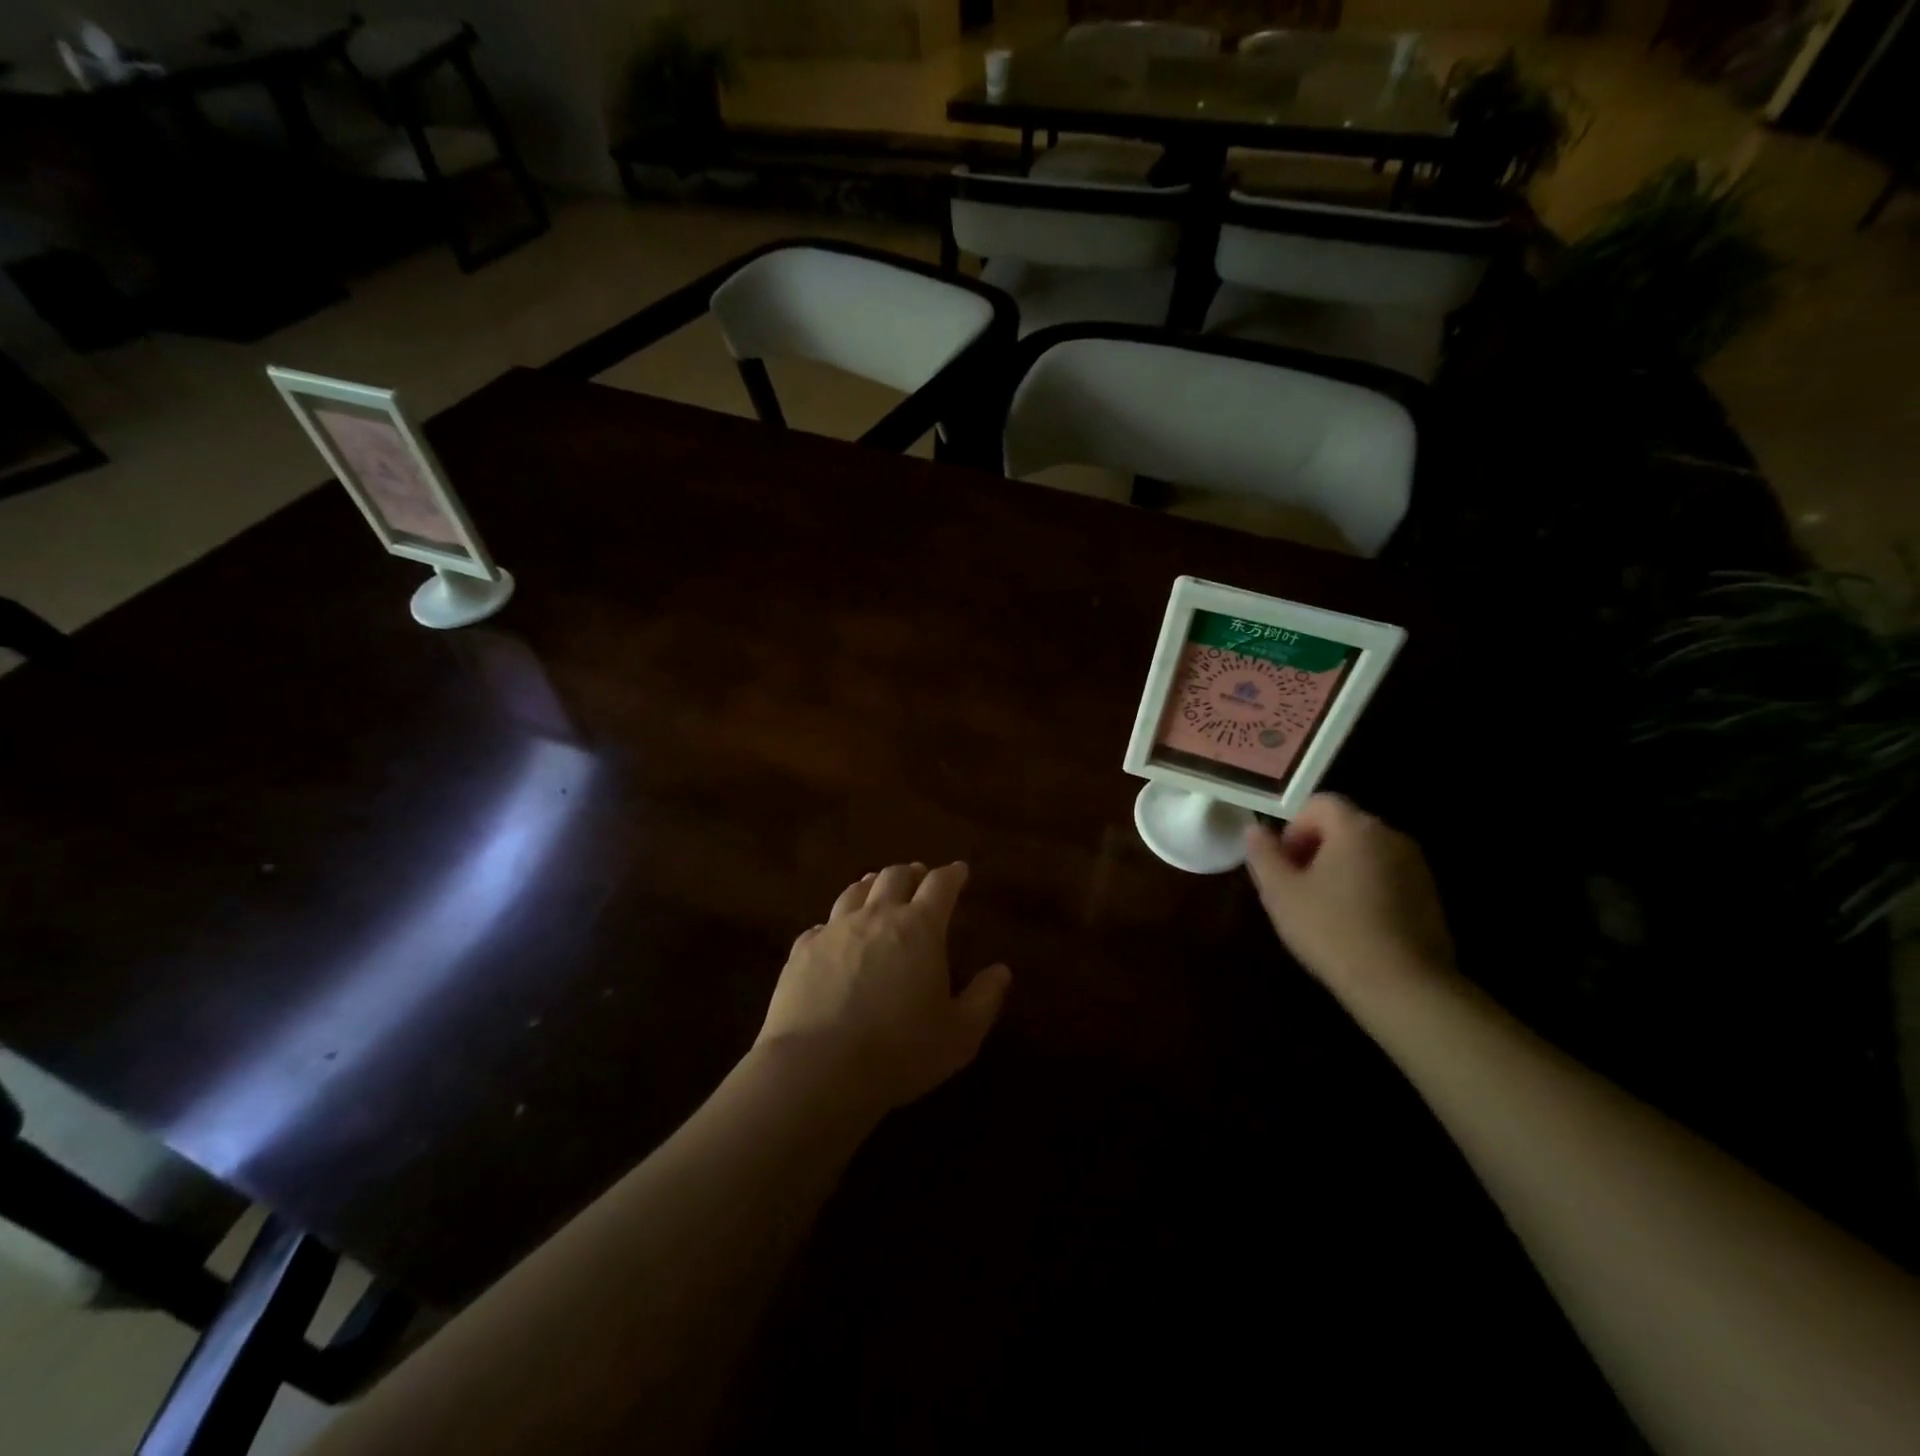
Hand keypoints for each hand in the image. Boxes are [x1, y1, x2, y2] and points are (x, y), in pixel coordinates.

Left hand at [756, 862, 1011, 1113]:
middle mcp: (876, 916)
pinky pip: (822, 924)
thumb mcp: (959, 1035)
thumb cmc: (900, 1051)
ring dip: (872, 885)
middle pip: (894, 877)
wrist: (817, 1068)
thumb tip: (1001, 971)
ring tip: (876, 887)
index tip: (960, 871)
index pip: (940, 885)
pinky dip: (835, 922)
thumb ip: (984, 999)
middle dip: (911, 873)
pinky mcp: (801, 950)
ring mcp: (834, 930)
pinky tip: (833, 933)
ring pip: (855, 892)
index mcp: (920, 928)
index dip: (952, 875)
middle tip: (919, 876)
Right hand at [1244, 795, 1454, 999]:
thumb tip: (1254, 829)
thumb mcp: (1280, 892)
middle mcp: (1391, 836)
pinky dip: (1367, 889)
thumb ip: (1263, 854)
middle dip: (1315, 849)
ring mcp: (1417, 866)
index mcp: (1355, 828)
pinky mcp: (1431, 896)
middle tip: (1297, 888)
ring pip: (1366, 853)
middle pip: (1343, 826)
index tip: (1284, 865)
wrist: (1403, 986)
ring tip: (1324, 909)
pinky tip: (1354, 926)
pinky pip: (1388, 877)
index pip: (1318, 804)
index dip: (1293, 828)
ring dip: (1341, 870)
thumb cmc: (1331, 930)